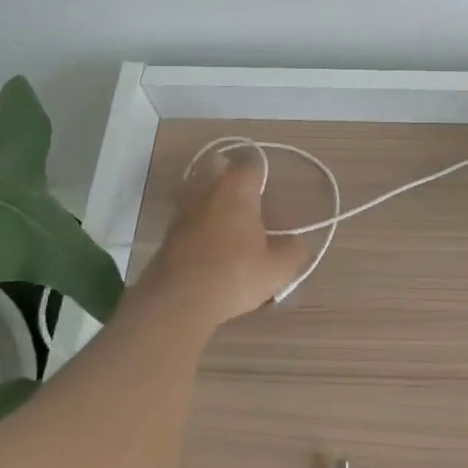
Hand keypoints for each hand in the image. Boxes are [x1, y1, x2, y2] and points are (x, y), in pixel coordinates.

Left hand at [137, 147, 307, 327]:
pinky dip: (197, 223)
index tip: (269, 189)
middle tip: (244, 194)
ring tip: (226, 217)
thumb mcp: (277, 269)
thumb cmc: (235, 274)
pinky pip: (187, 217)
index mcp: (237, 188)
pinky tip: (208, 242)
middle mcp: (207, 190)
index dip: (262, 174)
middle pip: (217, 168)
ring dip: (209, 198)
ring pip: (197, 191)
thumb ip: (293, 252)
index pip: (252, 166)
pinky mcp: (167, 234)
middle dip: (228, 174)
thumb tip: (300, 245)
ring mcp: (183, 211)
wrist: (179, 301)